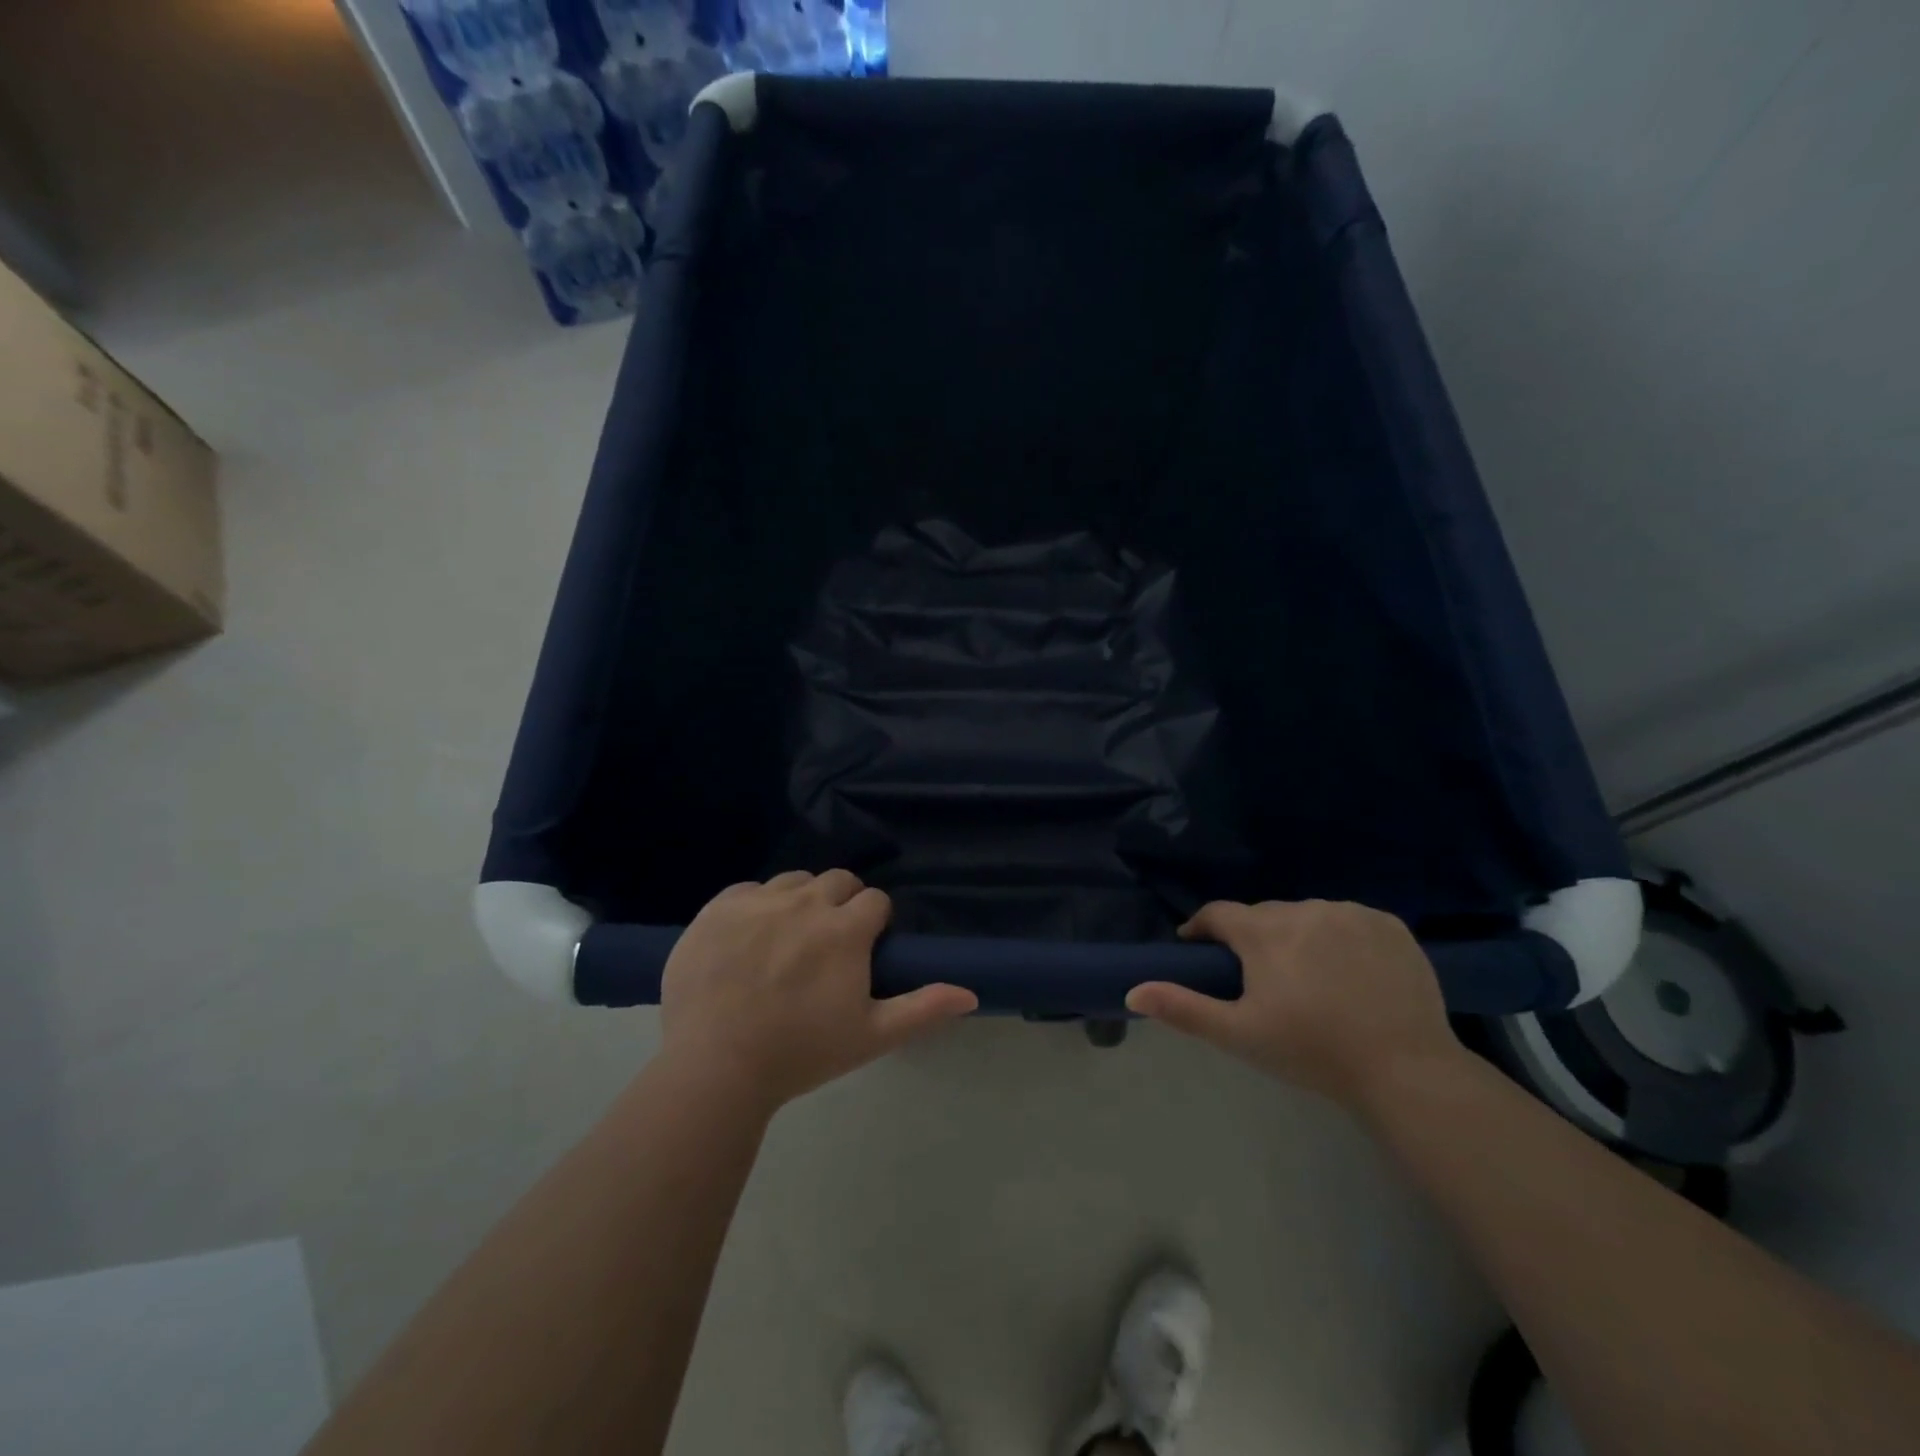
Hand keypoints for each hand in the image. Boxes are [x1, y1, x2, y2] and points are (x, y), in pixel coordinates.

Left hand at [659, 870, 976, 1111]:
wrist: (714, 1067)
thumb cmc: (800, 1053)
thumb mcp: (870, 1036)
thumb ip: (923, 1009)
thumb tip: (970, 993)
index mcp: (845, 930)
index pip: (875, 900)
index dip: (874, 923)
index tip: (863, 950)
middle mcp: (805, 902)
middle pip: (837, 881)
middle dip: (842, 904)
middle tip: (828, 945)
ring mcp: (758, 901)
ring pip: (794, 881)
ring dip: (801, 901)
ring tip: (788, 940)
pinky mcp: (718, 908)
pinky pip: (749, 890)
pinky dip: (756, 906)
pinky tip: (748, 941)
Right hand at [1126, 900, 1461, 1108]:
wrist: (1406, 1070)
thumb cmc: (1312, 1052)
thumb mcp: (1239, 1034)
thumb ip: (1182, 1008)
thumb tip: (1132, 990)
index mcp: (1264, 931)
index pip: (1218, 914)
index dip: (1202, 929)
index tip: (1199, 949)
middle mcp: (1305, 909)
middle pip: (1264, 915)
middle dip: (1253, 938)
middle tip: (1260, 979)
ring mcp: (1351, 913)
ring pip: (1307, 916)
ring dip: (1298, 936)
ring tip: (1308, 977)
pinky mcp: (1390, 925)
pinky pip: (1349, 921)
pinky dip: (1341, 937)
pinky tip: (1350, 972)